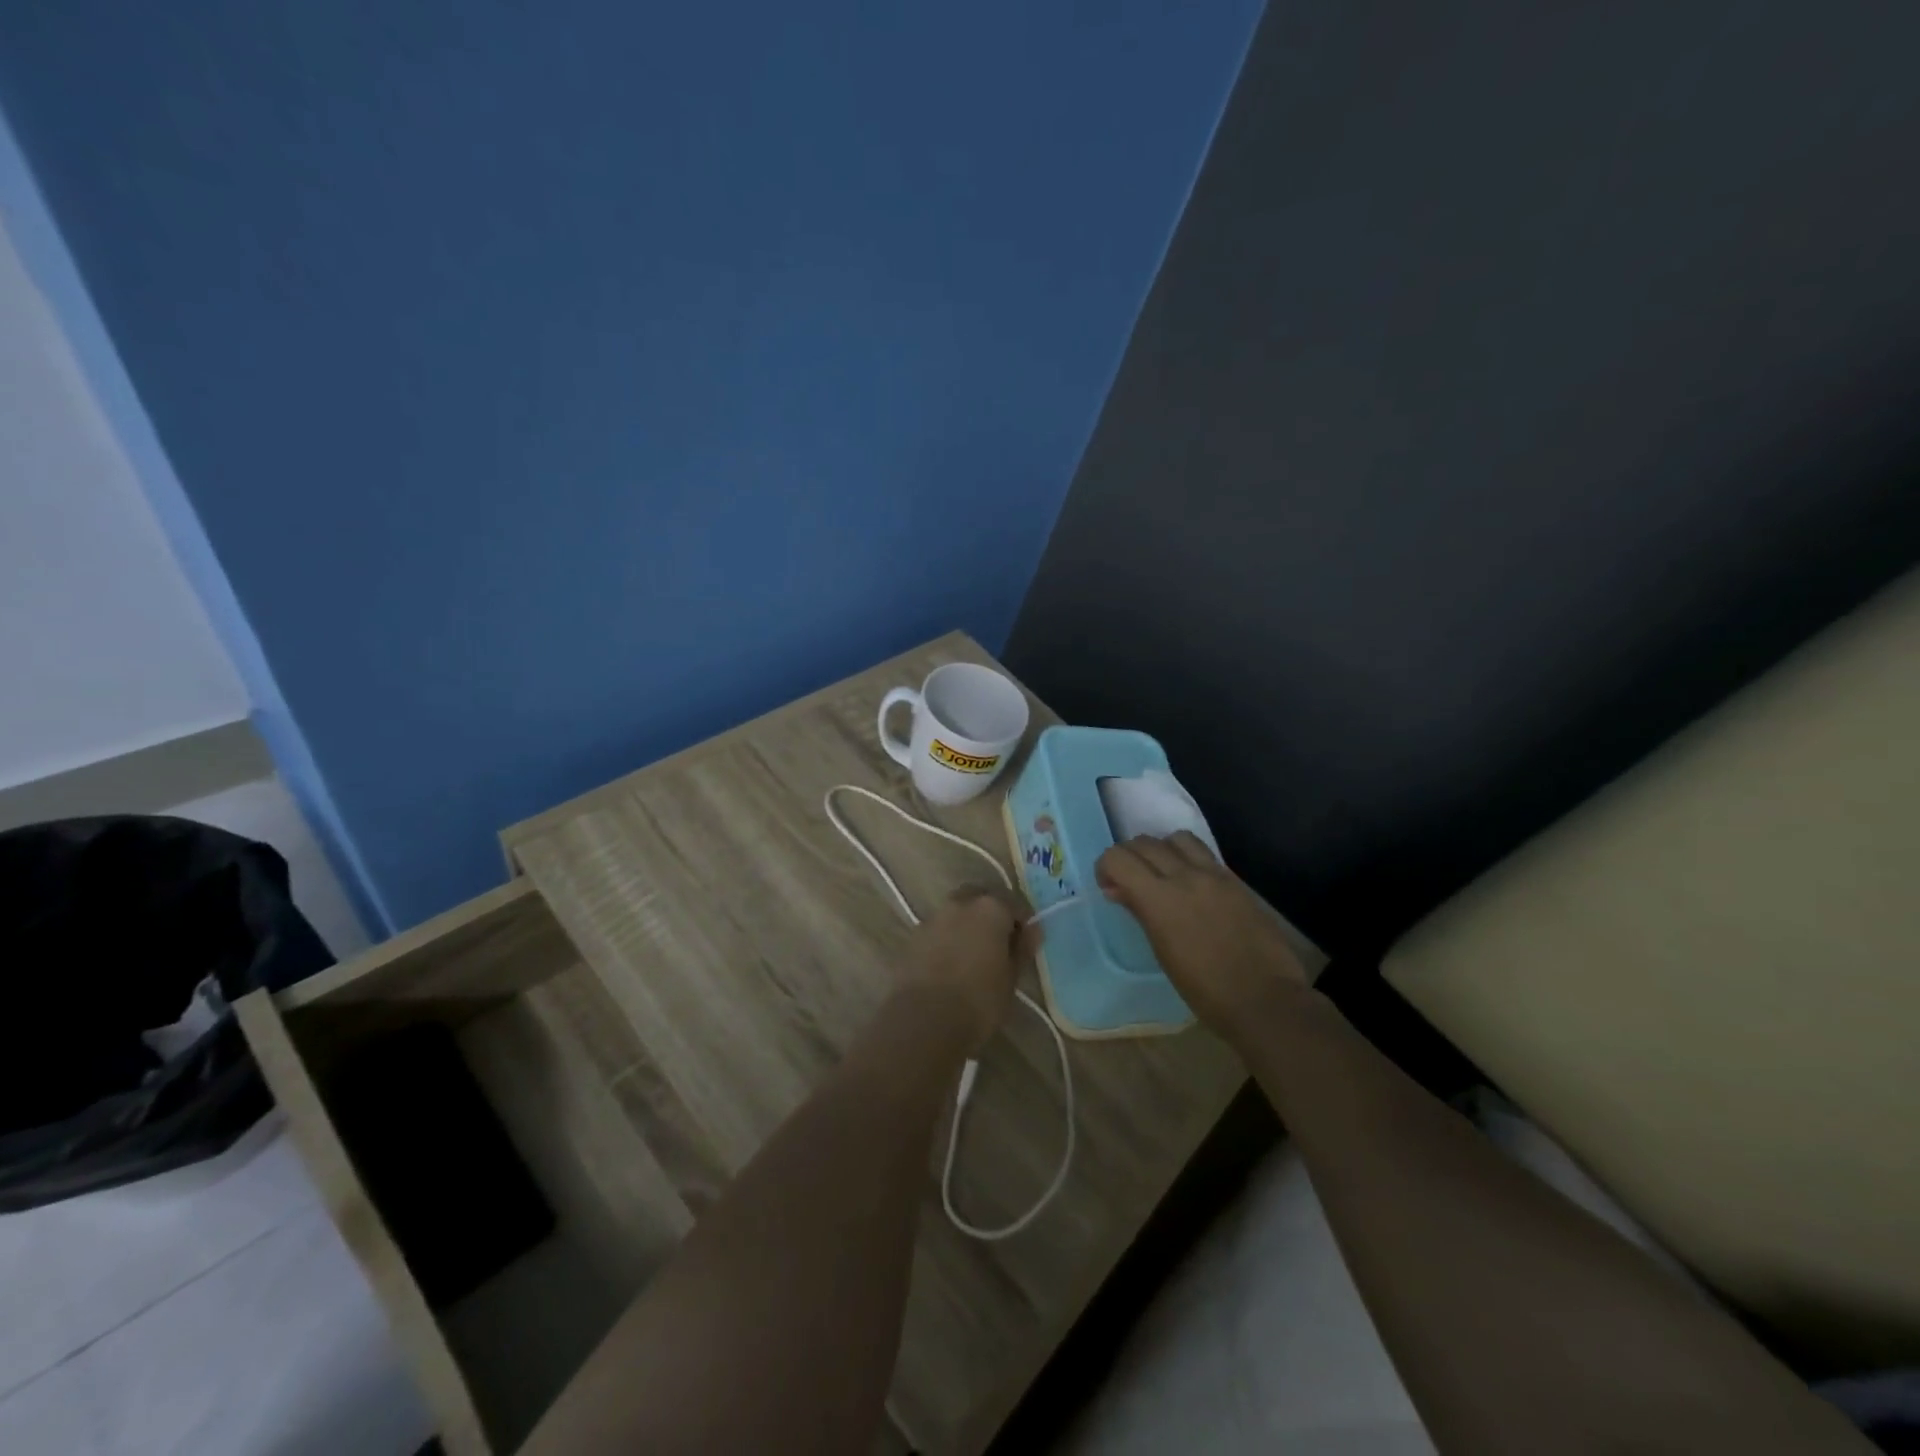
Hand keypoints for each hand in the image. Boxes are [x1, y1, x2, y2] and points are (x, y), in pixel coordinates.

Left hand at [899, 886, 1030, 1054]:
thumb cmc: (979, 1001)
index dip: (1022, 922)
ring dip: (966, 925)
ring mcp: (932, 918)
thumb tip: (1033, 930)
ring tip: (973, 955)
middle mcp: (959, 904)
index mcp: (990, 908)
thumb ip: (1022, 949)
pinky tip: (950, 964)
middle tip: (999, 942)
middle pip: (980, 898)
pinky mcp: (912, 937)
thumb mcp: (1011, 979)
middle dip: (991, 914)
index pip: (1014, 903)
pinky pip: (937, 930)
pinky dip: (947, 939)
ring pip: (956, 912)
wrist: (924, 1021)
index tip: (1025, 942)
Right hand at [1096, 833, 1307, 1042]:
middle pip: (1144, 843)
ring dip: (1161, 850)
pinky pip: (1204, 854)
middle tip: (1129, 882)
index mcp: (1160, 899)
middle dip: (1129, 857)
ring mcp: (1214, 875)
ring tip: (1163, 875)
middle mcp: (1185, 876)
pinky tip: (1191, 884)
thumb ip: (1140, 911)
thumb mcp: (1163, 953)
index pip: (1118, 858)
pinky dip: (1187, 858)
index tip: (1109, 886)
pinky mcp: (1236, 881)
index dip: (1106, 866)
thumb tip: (1117, 889)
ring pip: (1176, 838)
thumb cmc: (1205, 990)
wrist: (1265, 1000)